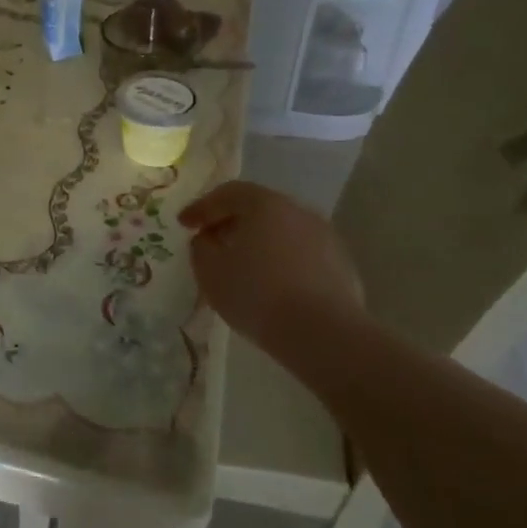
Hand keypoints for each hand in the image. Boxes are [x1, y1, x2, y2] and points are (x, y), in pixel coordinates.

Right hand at [179, 181, 363, 350]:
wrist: (324, 334)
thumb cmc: (257, 294)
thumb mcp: (210, 271)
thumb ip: (201, 247)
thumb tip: (207, 239)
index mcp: (265, 204)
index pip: (227, 193)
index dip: (202, 207)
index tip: (184, 224)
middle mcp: (299, 211)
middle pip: (258, 209)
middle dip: (231, 223)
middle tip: (211, 241)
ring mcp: (325, 238)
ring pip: (282, 232)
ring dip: (259, 243)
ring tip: (242, 267)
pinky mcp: (342, 266)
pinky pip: (301, 255)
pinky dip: (282, 262)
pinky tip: (271, 286)